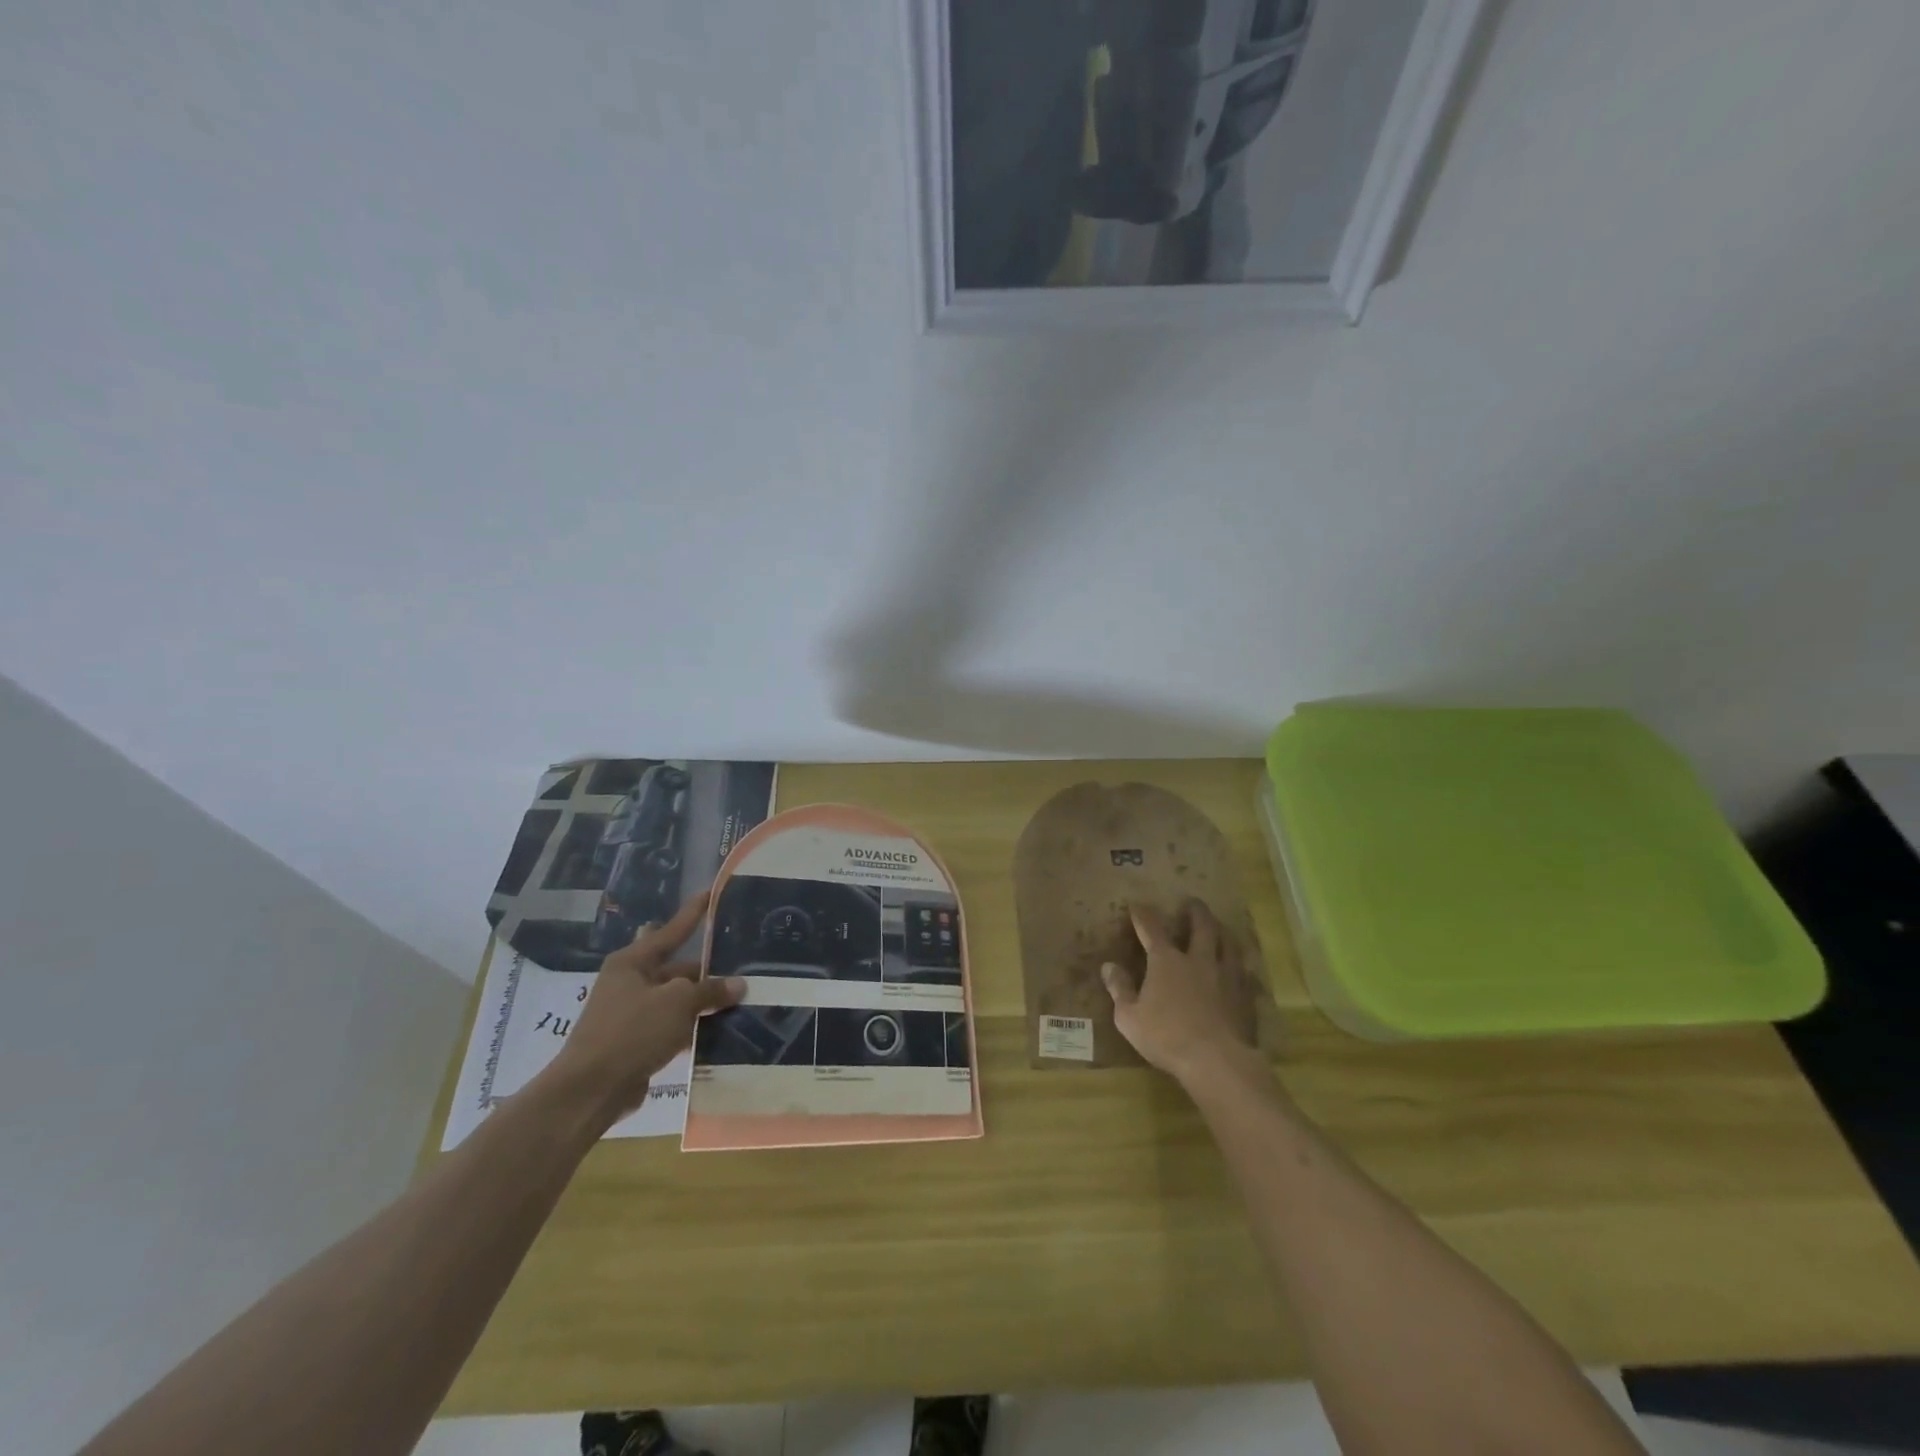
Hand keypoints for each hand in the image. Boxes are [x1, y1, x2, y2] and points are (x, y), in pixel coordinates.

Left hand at [540, 891, 743, 1122]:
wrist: (590, 1091)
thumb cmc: (632, 1032)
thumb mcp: (678, 1003)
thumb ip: (710, 990)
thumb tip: (738, 984)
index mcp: (633, 961)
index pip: (672, 929)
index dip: (694, 912)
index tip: (712, 892)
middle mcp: (630, 981)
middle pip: (677, 968)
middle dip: (707, 968)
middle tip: (742, 961)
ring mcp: (631, 1013)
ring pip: (677, 999)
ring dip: (702, 1001)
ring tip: (740, 996)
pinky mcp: (636, 1041)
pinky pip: (672, 1025)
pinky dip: (693, 1026)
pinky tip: (720, 1028)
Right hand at [1102, 899, 1257, 1083]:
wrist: (1217, 1061)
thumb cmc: (1166, 1037)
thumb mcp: (1129, 1017)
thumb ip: (1120, 989)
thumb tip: (1108, 966)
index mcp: (1166, 961)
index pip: (1151, 928)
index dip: (1143, 915)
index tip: (1137, 905)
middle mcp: (1198, 960)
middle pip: (1201, 927)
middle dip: (1195, 912)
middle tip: (1193, 902)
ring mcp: (1225, 976)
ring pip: (1228, 944)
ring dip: (1222, 931)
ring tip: (1220, 927)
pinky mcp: (1244, 996)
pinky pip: (1243, 971)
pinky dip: (1238, 964)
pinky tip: (1239, 968)